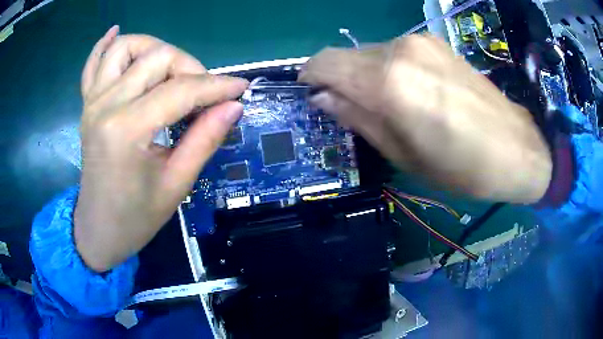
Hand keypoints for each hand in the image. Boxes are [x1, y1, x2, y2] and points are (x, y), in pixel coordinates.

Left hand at [75, 27, 248, 271]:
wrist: (99, 229)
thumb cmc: (136, 217)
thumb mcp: (176, 185)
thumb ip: (204, 140)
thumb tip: (233, 106)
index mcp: (127, 130)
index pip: (181, 90)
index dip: (217, 86)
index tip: (241, 88)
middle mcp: (107, 105)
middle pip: (157, 57)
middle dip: (190, 67)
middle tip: (204, 93)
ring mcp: (93, 101)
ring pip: (126, 47)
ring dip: (154, 48)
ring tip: (170, 70)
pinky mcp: (87, 104)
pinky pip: (92, 63)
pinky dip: (104, 44)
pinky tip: (116, 32)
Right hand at [300, 34, 551, 202]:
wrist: (515, 148)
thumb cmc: (460, 166)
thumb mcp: (402, 155)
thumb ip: (358, 119)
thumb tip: (324, 98)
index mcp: (388, 82)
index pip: (325, 63)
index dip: (310, 76)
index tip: (309, 94)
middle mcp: (399, 50)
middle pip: (346, 56)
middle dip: (339, 79)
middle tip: (349, 108)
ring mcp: (420, 42)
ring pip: (370, 52)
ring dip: (365, 74)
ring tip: (386, 105)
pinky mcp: (436, 43)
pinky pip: (395, 52)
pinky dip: (387, 68)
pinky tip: (410, 92)